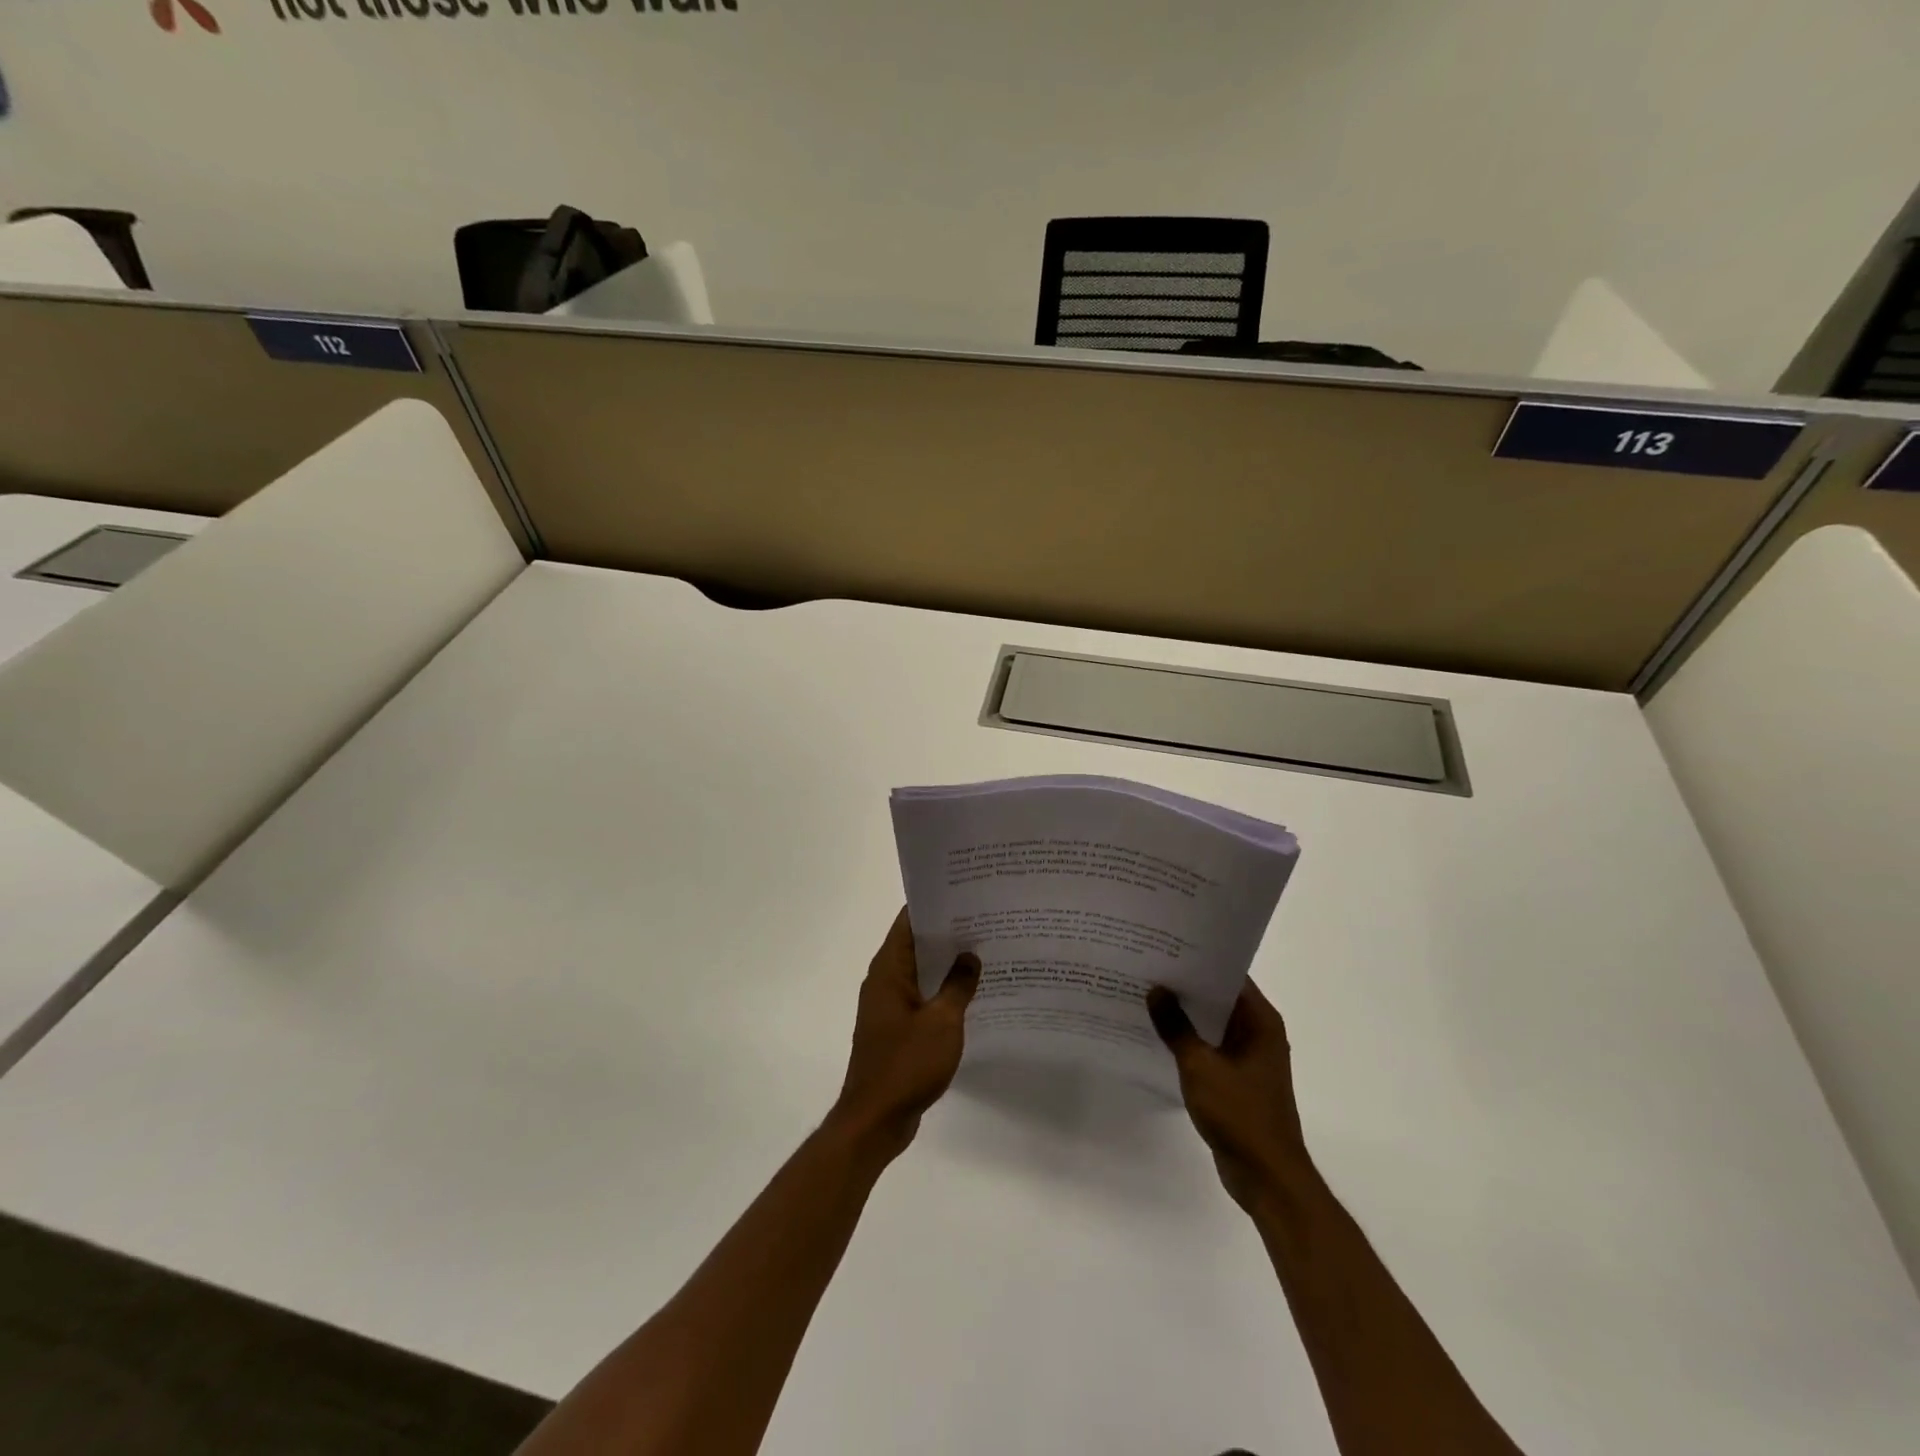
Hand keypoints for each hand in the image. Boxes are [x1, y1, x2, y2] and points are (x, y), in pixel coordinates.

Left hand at [831, 907, 980, 1159]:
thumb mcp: (942, 1021)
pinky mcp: (896, 1029)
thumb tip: (970, 956)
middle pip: (915, 944)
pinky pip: (921, 997)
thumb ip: (958, 985)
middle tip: (983, 918)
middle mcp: (884, 981)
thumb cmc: (906, 1063)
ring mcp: (888, 1006)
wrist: (875, 1119)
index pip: (908, 922)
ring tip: (984, 950)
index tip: (963, 892)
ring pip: (920, 972)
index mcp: (888, 970)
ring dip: (946, 964)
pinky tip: (970, 993)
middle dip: (946, 932)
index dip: (933, 905)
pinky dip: (941, 990)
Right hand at [1148, 980, 1312, 1212]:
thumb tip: (1156, 990)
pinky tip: (1158, 1035)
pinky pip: (1210, 1047)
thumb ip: (1176, 1027)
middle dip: (1186, 985)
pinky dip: (1189, 1040)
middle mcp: (1259, 1033)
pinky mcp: (1237, 1080)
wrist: (1267, 1177)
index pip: (1229, 975)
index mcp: (1260, 1022)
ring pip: (1212, 1023)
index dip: (1199, 959)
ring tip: (1146, 995)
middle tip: (1148, 966)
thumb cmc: (1240, 1114)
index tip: (1166, 947)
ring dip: (1185, 1014)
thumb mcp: (1200, 1066)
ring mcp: (1249, 1058)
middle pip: (1219, 997)